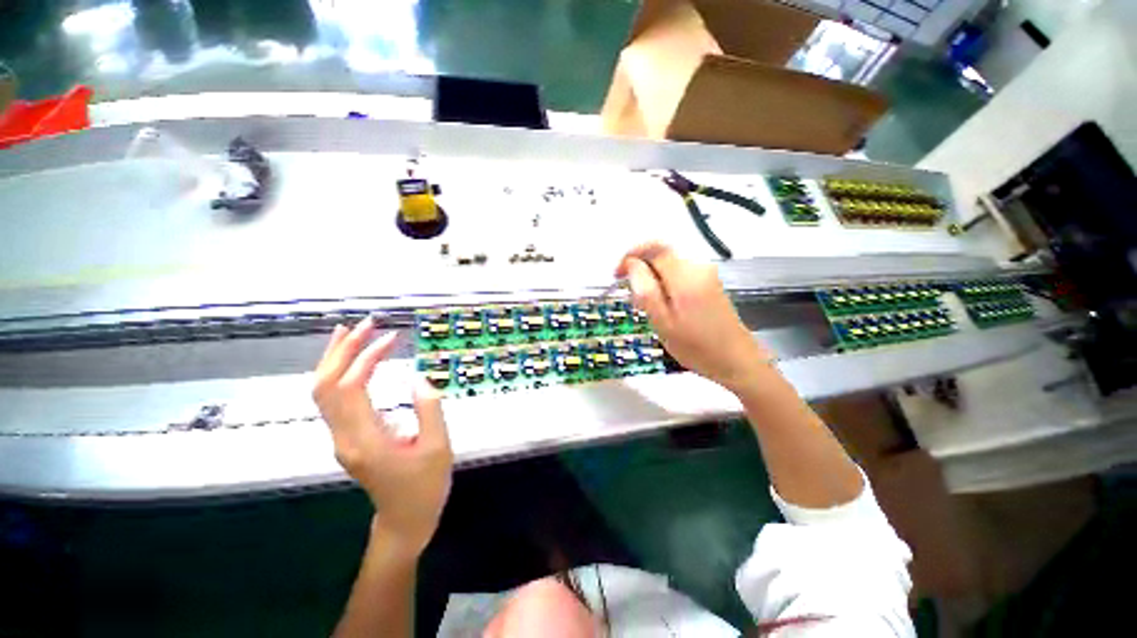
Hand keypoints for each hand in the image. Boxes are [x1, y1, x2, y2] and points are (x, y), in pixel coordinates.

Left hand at [313, 318, 452, 554]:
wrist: (405, 519)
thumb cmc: (425, 486)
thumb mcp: (438, 447)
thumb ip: (429, 409)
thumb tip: (418, 377)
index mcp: (366, 440)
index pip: (351, 387)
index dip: (367, 357)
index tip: (391, 338)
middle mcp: (344, 437)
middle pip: (325, 386)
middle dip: (342, 350)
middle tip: (365, 324)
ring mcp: (341, 438)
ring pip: (322, 392)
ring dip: (335, 359)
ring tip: (351, 332)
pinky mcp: (347, 437)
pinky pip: (332, 399)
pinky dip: (338, 373)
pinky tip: (351, 360)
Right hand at [615, 242, 772, 394]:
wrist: (737, 360)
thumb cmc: (696, 347)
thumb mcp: (663, 323)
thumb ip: (645, 291)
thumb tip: (631, 264)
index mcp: (685, 277)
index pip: (653, 248)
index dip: (631, 255)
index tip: (617, 274)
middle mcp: (697, 267)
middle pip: (661, 254)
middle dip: (640, 268)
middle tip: (631, 295)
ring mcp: (706, 274)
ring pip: (668, 264)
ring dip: (651, 277)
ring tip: (645, 305)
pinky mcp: (709, 282)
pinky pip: (679, 273)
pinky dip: (664, 282)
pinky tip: (662, 305)